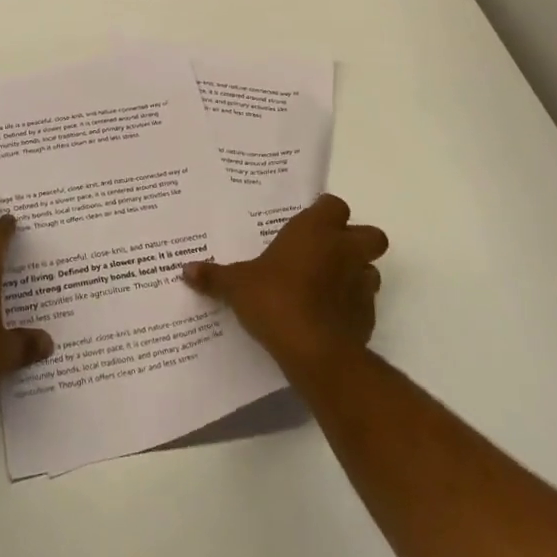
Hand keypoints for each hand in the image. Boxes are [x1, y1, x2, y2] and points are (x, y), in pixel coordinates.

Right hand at [182, 194, 386, 382]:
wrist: (315, 351)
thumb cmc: (275, 300)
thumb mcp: (237, 285)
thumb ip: (215, 276)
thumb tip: (186, 270)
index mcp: (315, 231)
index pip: (333, 205)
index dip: (323, 213)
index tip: (306, 225)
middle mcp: (344, 250)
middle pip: (370, 233)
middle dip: (355, 240)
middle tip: (328, 252)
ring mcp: (362, 283)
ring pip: (371, 268)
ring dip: (355, 273)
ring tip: (328, 286)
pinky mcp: (368, 315)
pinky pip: (365, 302)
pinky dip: (352, 305)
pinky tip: (329, 317)